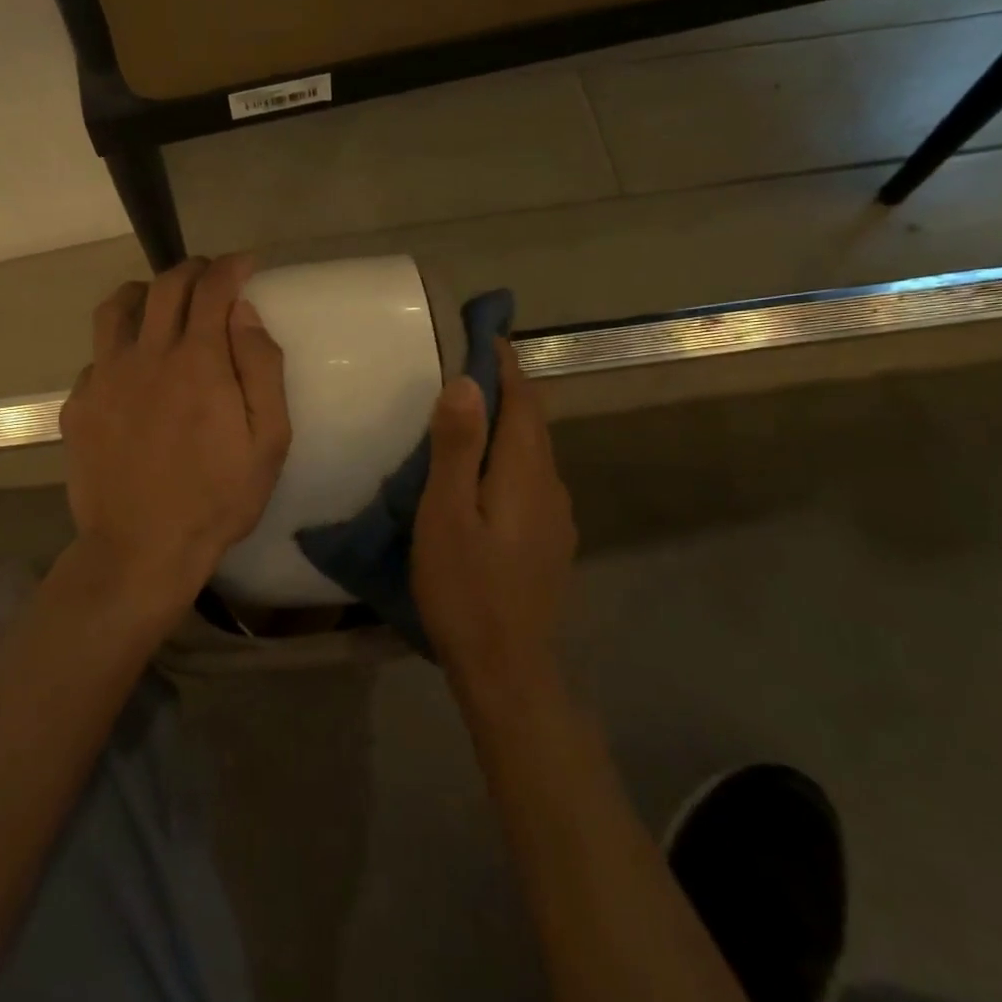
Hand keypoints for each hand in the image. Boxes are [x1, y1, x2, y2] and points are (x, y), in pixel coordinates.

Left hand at [59, 255, 291, 607]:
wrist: (140, 549)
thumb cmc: (217, 498)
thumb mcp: (267, 440)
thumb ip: (261, 368)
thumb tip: (245, 313)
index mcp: (197, 361)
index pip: (212, 288)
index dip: (231, 267)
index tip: (245, 264)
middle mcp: (146, 355)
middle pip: (165, 286)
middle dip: (193, 269)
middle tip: (211, 277)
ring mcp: (103, 378)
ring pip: (116, 307)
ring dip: (145, 292)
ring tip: (161, 303)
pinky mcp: (78, 405)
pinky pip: (97, 355)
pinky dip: (119, 346)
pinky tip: (131, 370)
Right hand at [412, 340, 577, 687]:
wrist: (507, 668)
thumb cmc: (465, 589)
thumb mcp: (445, 515)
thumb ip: (455, 448)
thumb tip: (465, 382)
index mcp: (524, 472)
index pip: (522, 400)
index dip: (503, 363)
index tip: (483, 332)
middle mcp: (550, 485)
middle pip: (533, 422)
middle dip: (508, 386)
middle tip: (471, 361)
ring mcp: (556, 516)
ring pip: (533, 451)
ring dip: (509, 421)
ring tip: (473, 410)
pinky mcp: (550, 540)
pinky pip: (532, 478)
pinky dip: (510, 454)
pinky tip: (487, 471)